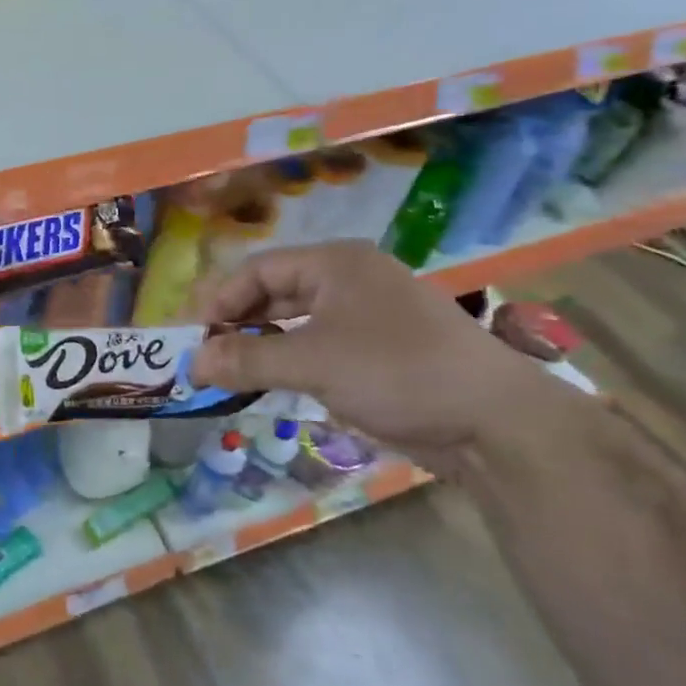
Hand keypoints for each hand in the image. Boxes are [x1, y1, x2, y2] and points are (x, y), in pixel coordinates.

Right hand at [189, 240, 558, 458]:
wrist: (494, 422)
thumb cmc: (397, 371)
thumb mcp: (313, 363)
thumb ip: (247, 360)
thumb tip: (191, 362)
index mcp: (335, 264)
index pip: (258, 270)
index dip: (220, 301)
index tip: (193, 336)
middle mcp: (349, 281)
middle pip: (275, 293)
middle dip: (237, 324)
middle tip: (205, 356)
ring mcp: (367, 317)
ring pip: (295, 323)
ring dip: (261, 347)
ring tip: (229, 373)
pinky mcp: (379, 353)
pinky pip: (318, 349)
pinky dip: (289, 363)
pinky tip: (270, 386)